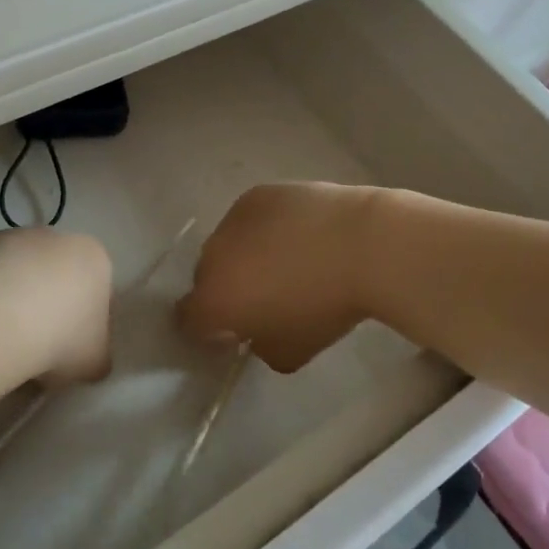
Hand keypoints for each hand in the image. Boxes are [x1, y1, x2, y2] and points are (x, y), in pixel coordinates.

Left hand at [0, 229, 112, 383]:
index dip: (83, 326)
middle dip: (48, 308)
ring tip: (1, 341)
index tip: (69, 352)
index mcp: (94, 258)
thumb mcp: (94, 363)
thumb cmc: (60, 337)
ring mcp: (13, 237)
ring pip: (19, 275)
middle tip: (36, 348)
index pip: (96, 292)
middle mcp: (57, 237)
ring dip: (14, 301)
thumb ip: (96, 357)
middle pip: (56, 277)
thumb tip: (84, 360)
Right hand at [177, 183, 378, 371]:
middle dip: (226, 289)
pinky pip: (249, 218)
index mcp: (214, 299)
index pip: (188, 319)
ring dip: (243, 256)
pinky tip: (296, 234)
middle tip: (262, 297)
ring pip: (227, 244)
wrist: (359, 244)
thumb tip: (256, 333)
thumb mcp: (292, 353)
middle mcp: (212, 256)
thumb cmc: (325, 306)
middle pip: (205, 278)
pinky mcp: (256, 195)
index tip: (234, 332)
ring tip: (284, 261)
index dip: (207, 329)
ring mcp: (232, 219)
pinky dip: (262, 228)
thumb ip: (261, 349)